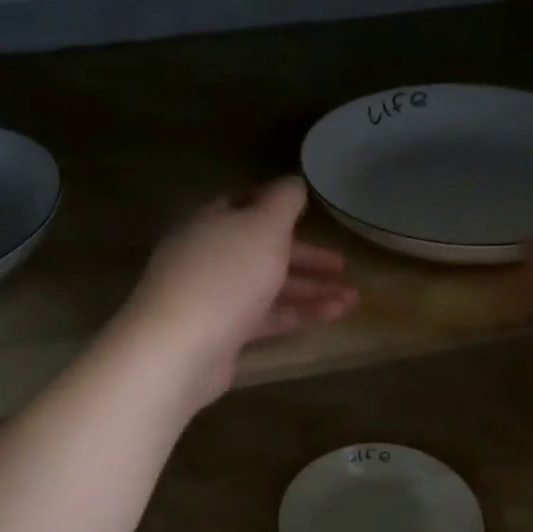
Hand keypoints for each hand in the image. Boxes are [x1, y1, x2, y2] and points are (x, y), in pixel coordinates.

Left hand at [119, 178, 359, 410]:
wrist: (179, 349)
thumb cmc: (225, 276)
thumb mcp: (262, 227)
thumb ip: (282, 202)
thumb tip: (293, 182)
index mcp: (211, 224)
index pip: (242, 204)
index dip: (275, 204)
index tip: (308, 210)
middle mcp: (209, 258)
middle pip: (261, 251)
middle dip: (304, 257)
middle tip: (341, 264)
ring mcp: (214, 299)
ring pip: (268, 288)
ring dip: (311, 291)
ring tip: (354, 299)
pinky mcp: (222, 335)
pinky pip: (266, 318)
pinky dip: (299, 315)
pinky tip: (333, 316)